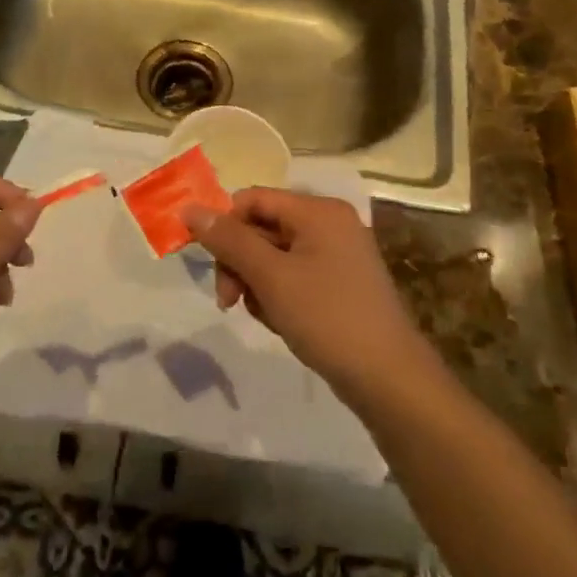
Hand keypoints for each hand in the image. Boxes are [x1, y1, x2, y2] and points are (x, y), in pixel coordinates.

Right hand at [181, 189, 437, 403]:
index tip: (209, 264)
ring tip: (265, 315)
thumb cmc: (327, 317)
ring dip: (256, 284)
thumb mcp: (271, 276)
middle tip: (228, 301)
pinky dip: (278, 296)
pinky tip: (282, 322)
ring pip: (273, 256)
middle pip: (261, 228)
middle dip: (239, 263)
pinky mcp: (338, 283)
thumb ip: (229, 240)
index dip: (224, 226)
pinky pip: (292, 277)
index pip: (253, 199)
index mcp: (318, 211)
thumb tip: (189, 209)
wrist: (387, 377)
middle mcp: (329, 224)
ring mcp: (336, 254)